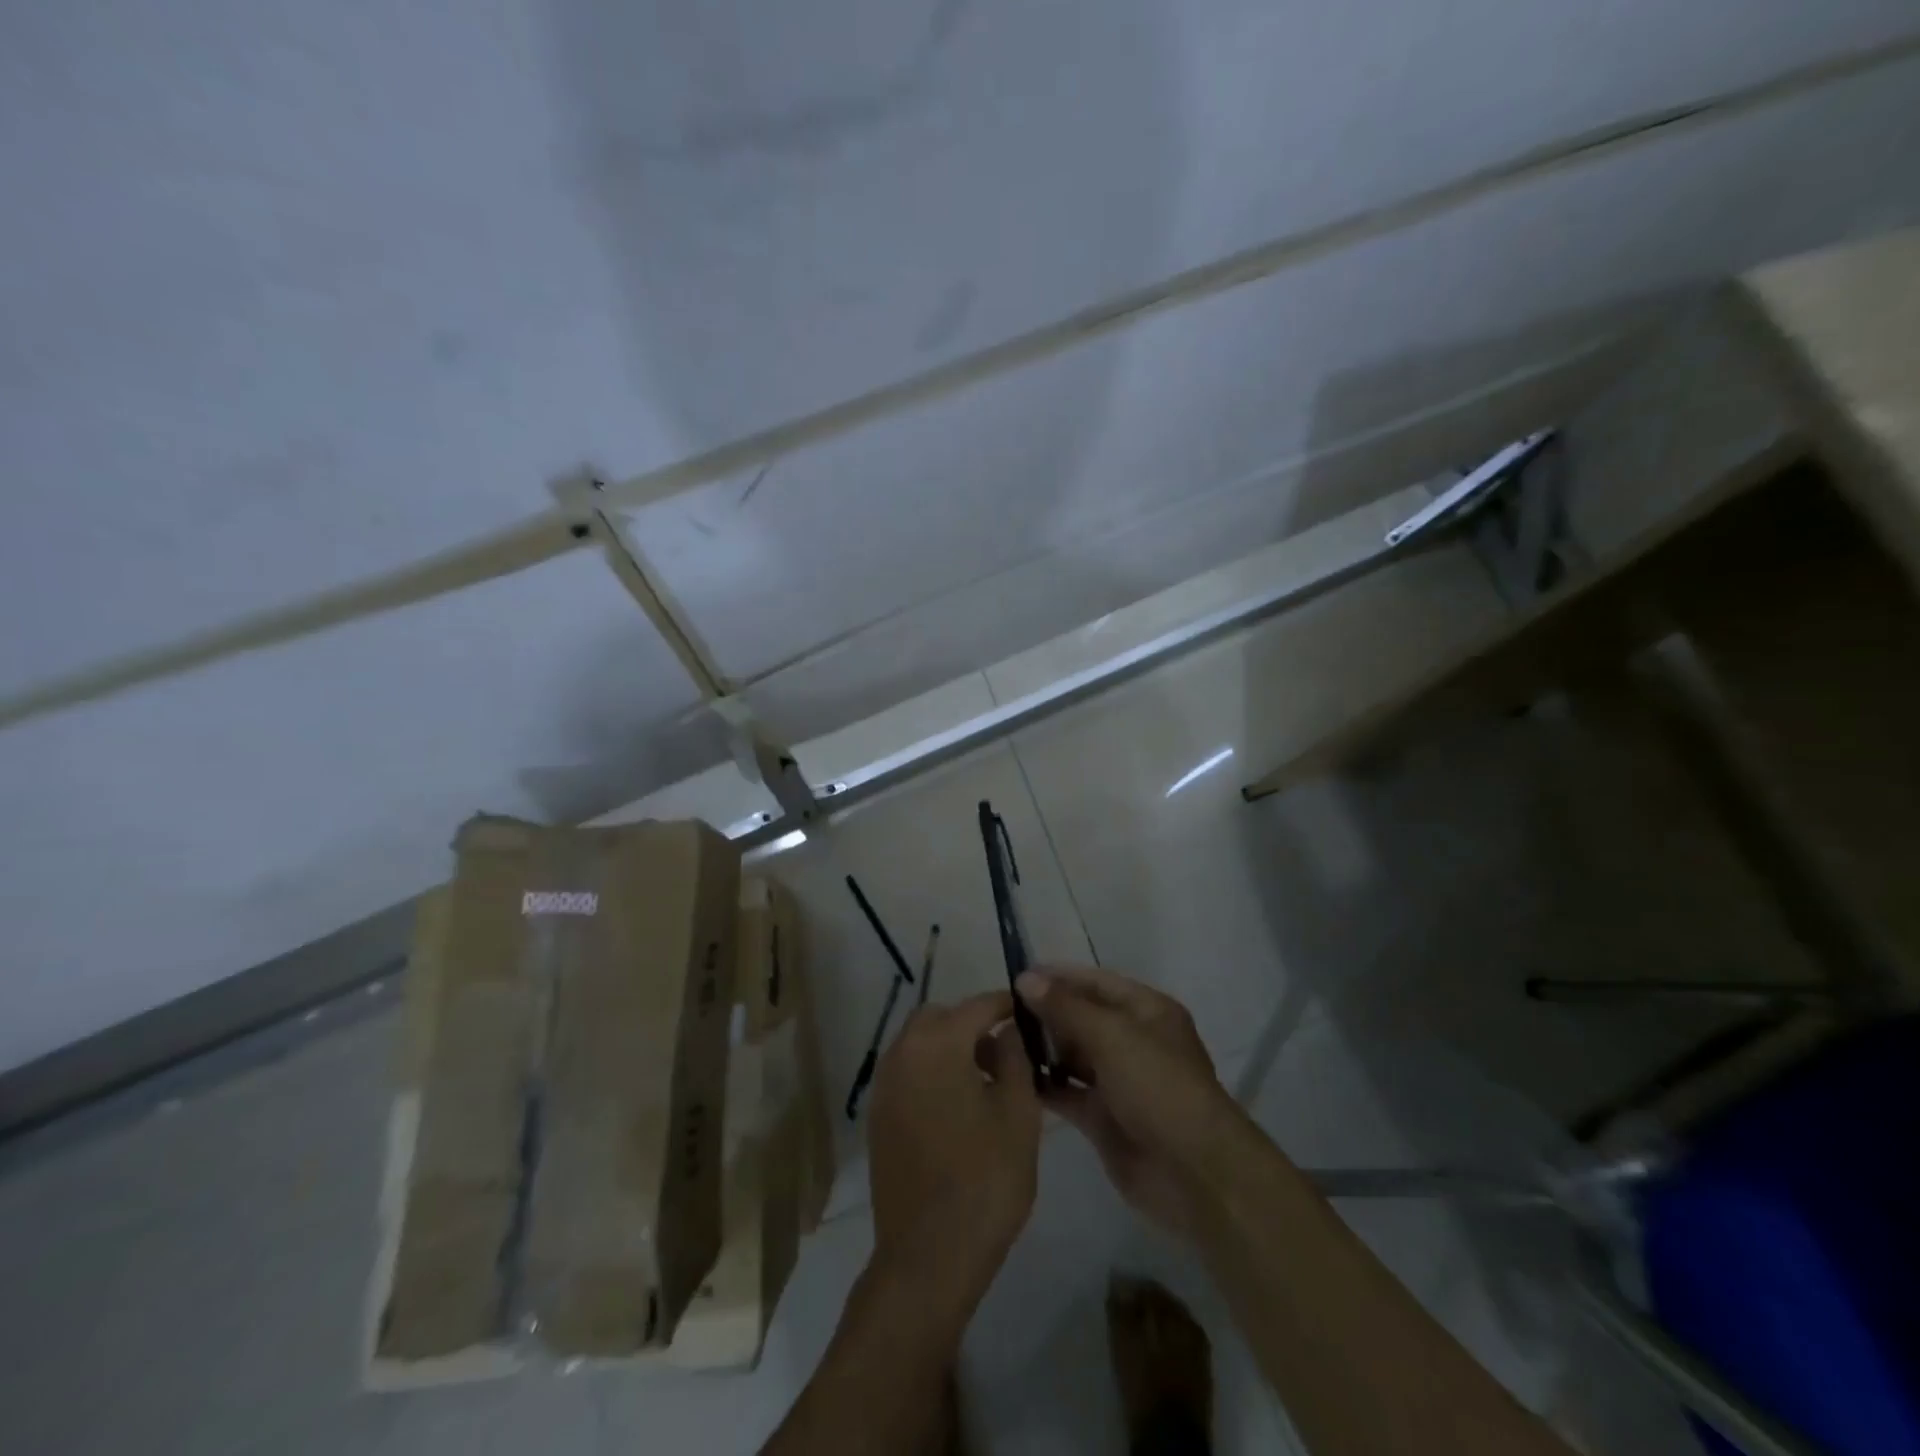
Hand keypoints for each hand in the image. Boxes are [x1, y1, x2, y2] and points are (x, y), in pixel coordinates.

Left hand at [866, 991, 1040, 1330]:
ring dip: (951, 1048)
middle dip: (973, 1024)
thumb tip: (1008, 1031)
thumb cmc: (984, 1179)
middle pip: (941, 1018)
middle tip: (1006, 1051)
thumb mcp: (1018, 1113)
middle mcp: (902, 1053)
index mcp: (937, 1044)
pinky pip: (908, 1073)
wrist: (928, 1256)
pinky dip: (932, 1072)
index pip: (977, 1006)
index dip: (1007, 1006)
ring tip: (987, 1081)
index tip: (1030, 1012)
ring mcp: (884, 1085)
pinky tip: (959, 1107)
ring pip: (920, 1044)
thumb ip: (1015, 1058)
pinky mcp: (878, 1116)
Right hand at [1016, 966, 1234, 1233]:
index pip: (1095, 982)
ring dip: (1041, 1049)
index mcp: (1146, 1011)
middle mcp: (1132, 1040)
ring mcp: (1118, 1080)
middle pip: (1081, 1017)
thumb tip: (1025, 979)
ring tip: (998, 1043)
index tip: (1015, 978)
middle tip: (999, 1013)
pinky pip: (1068, 1092)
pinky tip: (1011, 1079)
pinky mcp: (1104, 1118)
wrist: (1193, 1174)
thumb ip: (1066, 1007)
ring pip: (1072, 1055)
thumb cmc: (1158, 1087)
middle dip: (1044, 1014)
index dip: (1058, 977)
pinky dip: (1044, 1085)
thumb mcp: (1112, 1036)